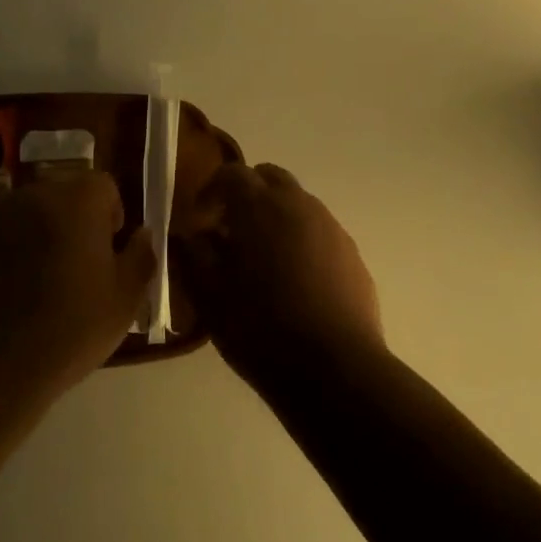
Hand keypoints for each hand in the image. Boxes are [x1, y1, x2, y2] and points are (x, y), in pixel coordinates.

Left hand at [0, 172, 156, 402]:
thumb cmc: (67, 331)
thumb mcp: (123, 302)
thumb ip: (141, 258)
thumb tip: (143, 234)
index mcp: (76, 202)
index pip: (102, 185)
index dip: (109, 214)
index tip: (107, 251)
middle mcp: (30, 196)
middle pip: (60, 196)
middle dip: (70, 223)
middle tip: (72, 269)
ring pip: (22, 216)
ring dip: (33, 237)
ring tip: (32, 285)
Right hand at [174, 163, 382, 388]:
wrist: (334, 369)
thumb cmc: (259, 328)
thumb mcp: (208, 294)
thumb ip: (191, 254)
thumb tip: (188, 234)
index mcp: (259, 206)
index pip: (231, 173)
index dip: (211, 189)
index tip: (199, 218)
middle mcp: (298, 204)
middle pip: (269, 178)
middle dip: (247, 194)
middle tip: (230, 230)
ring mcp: (331, 227)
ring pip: (298, 203)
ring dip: (275, 216)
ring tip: (262, 260)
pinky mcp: (352, 254)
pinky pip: (320, 232)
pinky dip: (301, 240)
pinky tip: (294, 282)